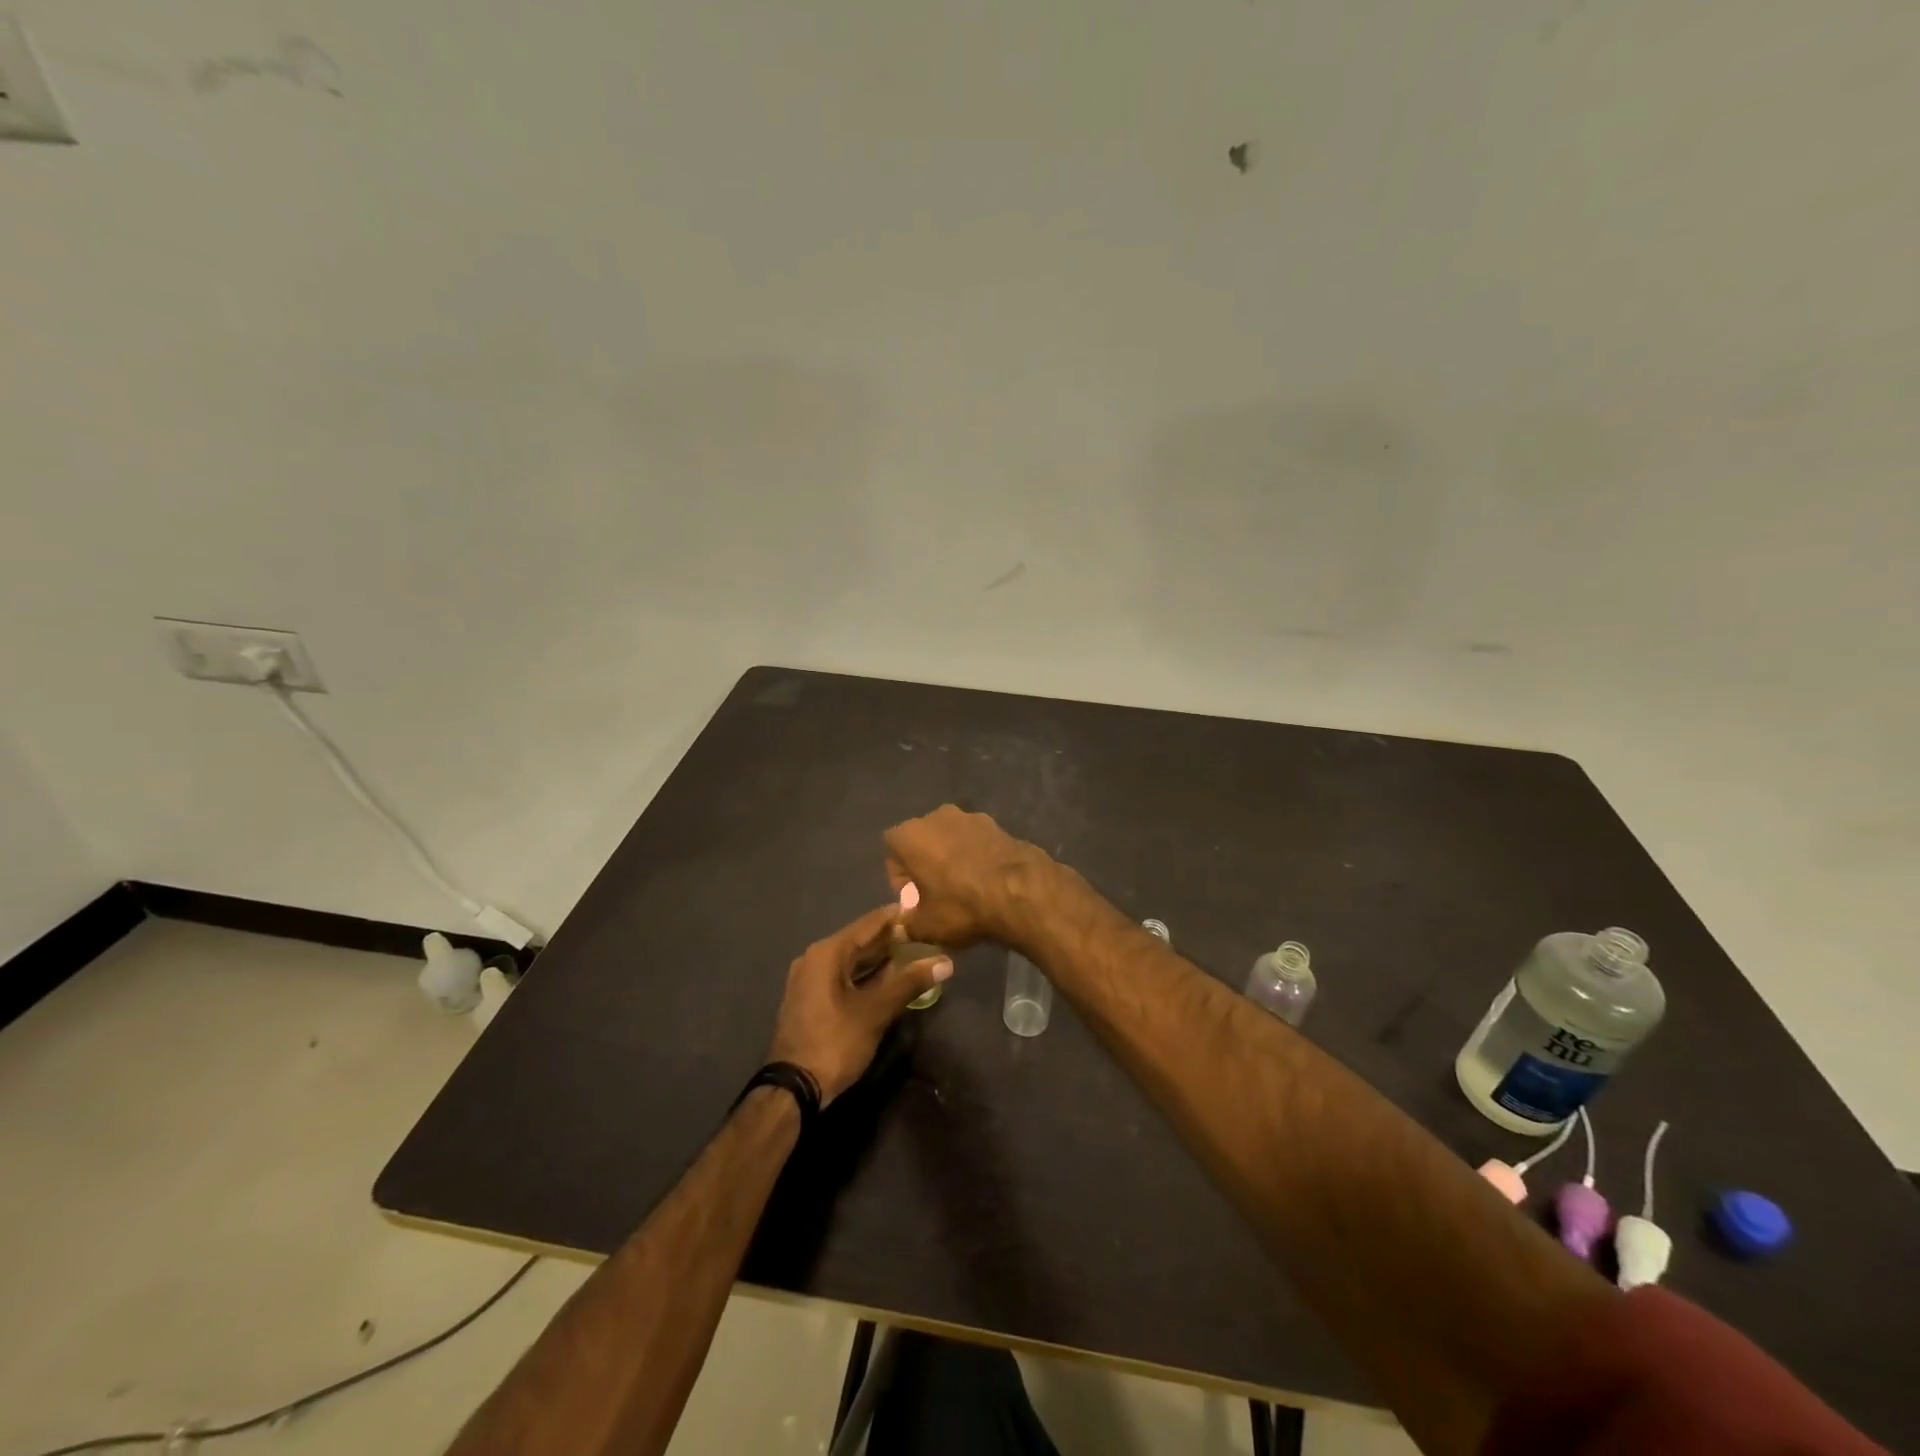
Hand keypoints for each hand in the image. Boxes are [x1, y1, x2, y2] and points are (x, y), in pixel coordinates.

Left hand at [766, 905, 951, 1105]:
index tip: (924, 909)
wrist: (793, 1089)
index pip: (869, 923)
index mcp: (827, 953)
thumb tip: (945, 962)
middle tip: (925, 933)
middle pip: (860, 940)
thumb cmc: (835, 1042)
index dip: (897, 916)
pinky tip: (890, 979)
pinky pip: (844, 976)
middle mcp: (815, 958)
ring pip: (852, 960)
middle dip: (892, 938)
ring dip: (880, 958)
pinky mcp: (811, 999)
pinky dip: (867, 975)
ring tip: (914, 953)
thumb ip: (910, 982)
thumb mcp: (876, 1011)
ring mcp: (810, 980)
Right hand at [883, 805, 1046, 948]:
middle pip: (922, 840)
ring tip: (964, 889)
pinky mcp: (998, 824)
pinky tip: (986, 881)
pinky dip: (976, 856)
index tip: (913, 899)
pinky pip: (976, 841)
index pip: (891, 849)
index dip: (900, 876)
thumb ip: (906, 925)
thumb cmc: (961, 906)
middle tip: (936, 895)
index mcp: (911, 834)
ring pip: (950, 838)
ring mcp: (971, 816)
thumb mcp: (925, 926)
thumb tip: (902, 927)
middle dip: (925, 864)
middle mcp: (937, 816)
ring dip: (951, 858)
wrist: (1020, 892)